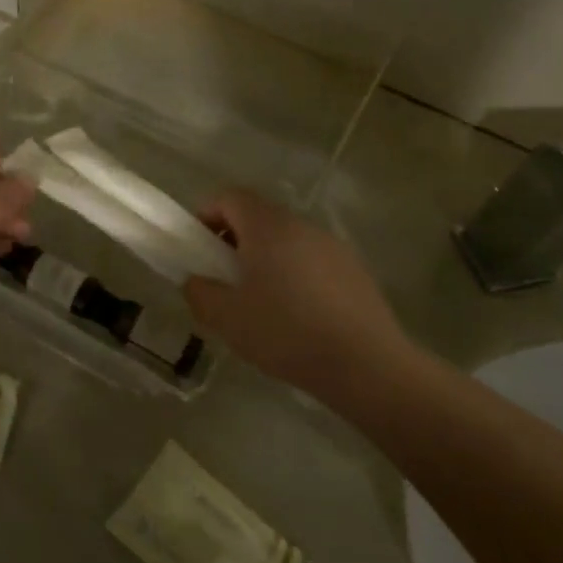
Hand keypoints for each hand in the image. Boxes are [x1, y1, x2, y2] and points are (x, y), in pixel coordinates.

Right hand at [182, 190, 415, 399]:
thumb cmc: (286, 333)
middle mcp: (302, 225)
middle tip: (224, 278)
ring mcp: (333, 246)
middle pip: (259, 217)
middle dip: (234, 240)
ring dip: (266, 259)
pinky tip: (296, 316)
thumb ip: (199, 292)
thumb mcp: (226, 318)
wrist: (366, 365)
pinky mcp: (355, 271)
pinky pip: (312, 260)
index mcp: (267, 227)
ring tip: (259, 302)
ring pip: (287, 239)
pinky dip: (294, 275)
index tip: (198, 248)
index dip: (206, 214)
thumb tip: (196, 281)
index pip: (230, 197)